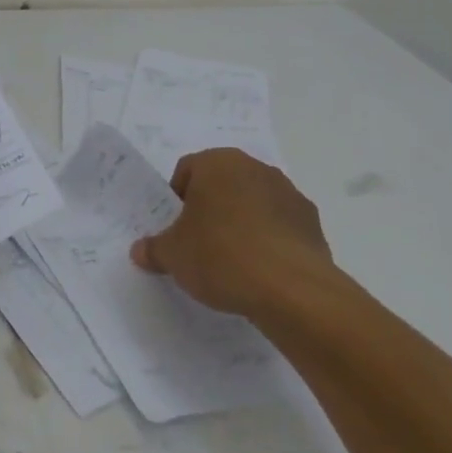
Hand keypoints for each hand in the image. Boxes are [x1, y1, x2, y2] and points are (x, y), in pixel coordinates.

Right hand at [131, 148, 337, 318]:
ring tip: (232, 262)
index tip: (175, 230)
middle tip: (198, 244)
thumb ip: (153, 249)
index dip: (176, 200)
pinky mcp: (312, 222)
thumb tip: (140, 251)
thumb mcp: (173, 256)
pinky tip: (260, 272)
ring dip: (241, 223)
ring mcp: (288, 193)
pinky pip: (279, 226)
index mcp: (218, 163)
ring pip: (252, 203)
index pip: (186, 170)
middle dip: (209, 209)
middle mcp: (255, 168)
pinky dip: (268, 241)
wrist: (292, 290)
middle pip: (222, 184)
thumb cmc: (221, 256)